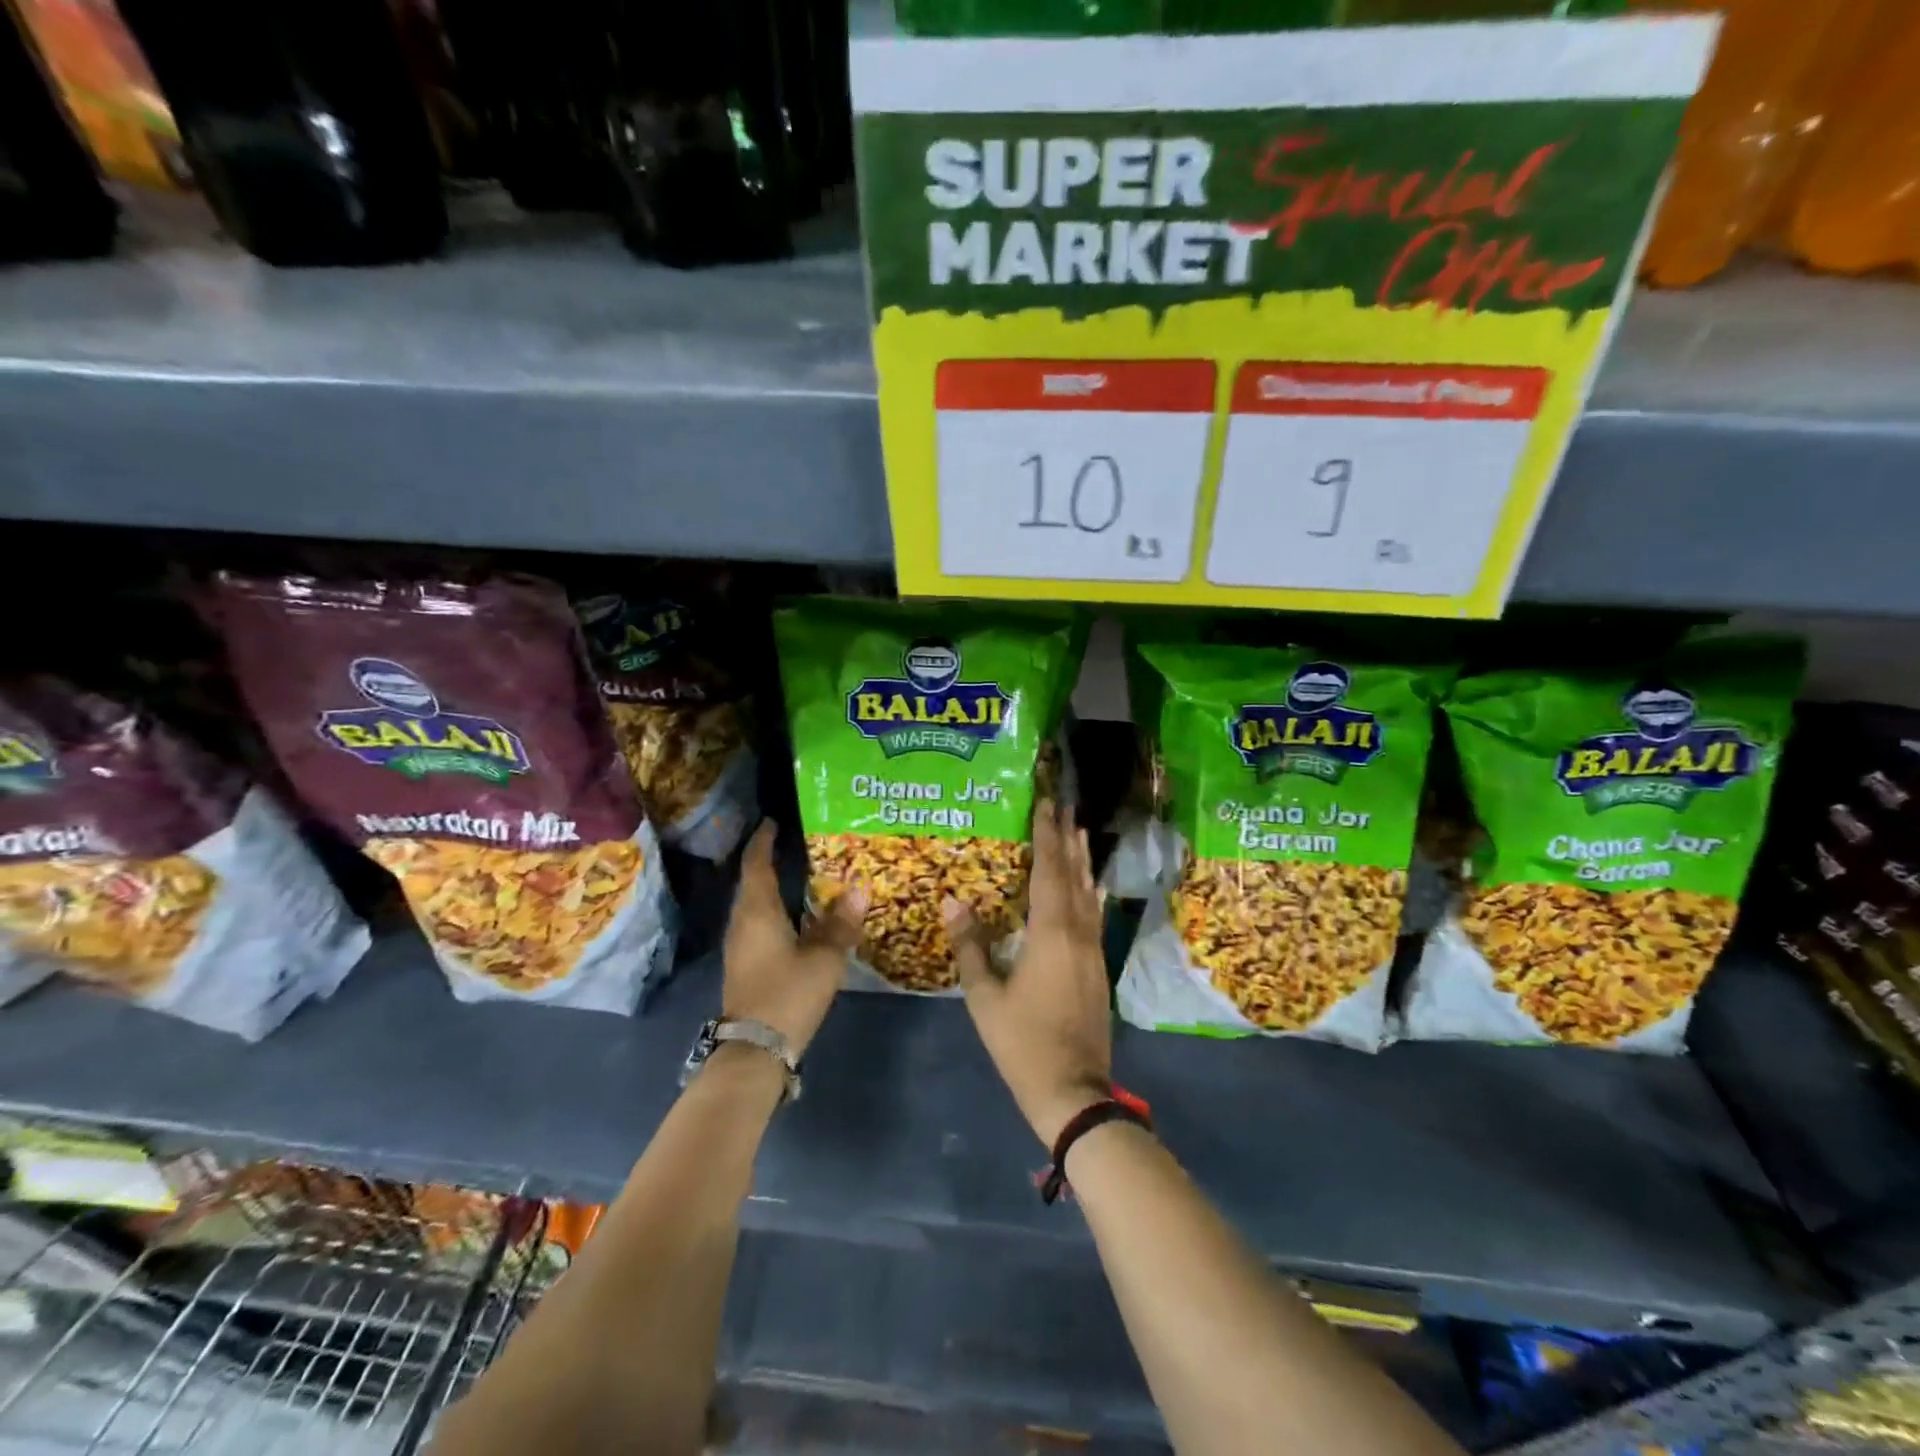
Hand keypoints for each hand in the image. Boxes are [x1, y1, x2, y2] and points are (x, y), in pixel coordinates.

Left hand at [722, 820, 866, 1057]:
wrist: (755, 1050)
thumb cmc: (788, 994)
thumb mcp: (824, 958)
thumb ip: (841, 924)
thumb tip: (859, 890)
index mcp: (758, 911)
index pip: (757, 864)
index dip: (764, 841)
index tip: (774, 822)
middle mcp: (743, 922)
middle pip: (752, 882)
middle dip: (768, 861)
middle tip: (794, 845)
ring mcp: (740, 945)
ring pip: (754, 904)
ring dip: (771, 887)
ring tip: (798, 875)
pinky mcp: (744, 964)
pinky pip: (757, 923)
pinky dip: (773, 910)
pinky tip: (795, 917)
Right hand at [946, 800, 1111, 1146]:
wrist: (1073, 1090)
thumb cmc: (1023, 1043)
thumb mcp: (985, 997)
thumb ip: (970, 947)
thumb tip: (952, 901)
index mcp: (1050, 934)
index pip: (1048, 872)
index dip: (1047, 836)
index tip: (1046, 805)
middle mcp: (1078, 933)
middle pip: (1074, 876)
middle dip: (1067, 840)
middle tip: (1064, 807)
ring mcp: (1093, 950)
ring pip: (1089, 894)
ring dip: (1082, 862)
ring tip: (1079, 832)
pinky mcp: (1098, 967)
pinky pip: (1094, 915)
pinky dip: (1089, 891)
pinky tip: (1089, 887)